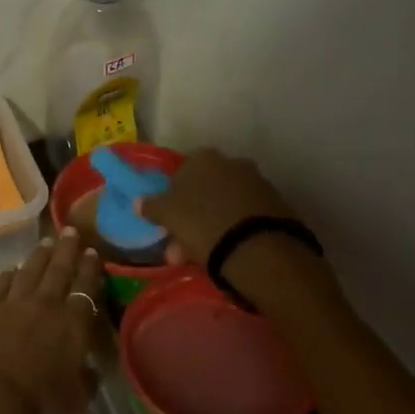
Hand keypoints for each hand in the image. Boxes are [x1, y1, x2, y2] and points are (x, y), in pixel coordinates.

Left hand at [0, 231, 105, 413]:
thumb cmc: (39, 407)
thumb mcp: (76, 400)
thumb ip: (86, 379)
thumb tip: (90, 367)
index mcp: (73, 324)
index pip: (86, 289)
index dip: (91, 270)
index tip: (93, 253)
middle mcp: (45, 305)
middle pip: (59, 270)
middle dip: (67, 250)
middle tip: (72, 232)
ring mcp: (12, 304)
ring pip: (29, 271)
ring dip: (39, 256)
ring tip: (46, 242)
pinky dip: (7, 275)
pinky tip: (11, 270)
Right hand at [138, 147, 297, 265]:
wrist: (257, 247)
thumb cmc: (202, 223)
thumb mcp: (168, 215)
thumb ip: (152, 206)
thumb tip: (139, 201)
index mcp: (203, 158)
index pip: (181, 173)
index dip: (173, 198)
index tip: (169, 220)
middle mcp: (231, 162)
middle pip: (205, 189)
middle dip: (192, 215)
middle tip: (181, 245)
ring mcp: (256, 182)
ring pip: (224, 204)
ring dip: (211, 224)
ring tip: (202, 255)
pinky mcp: (275, 204)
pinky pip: (245, 215)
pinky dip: (234, 229)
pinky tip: (227, 251)